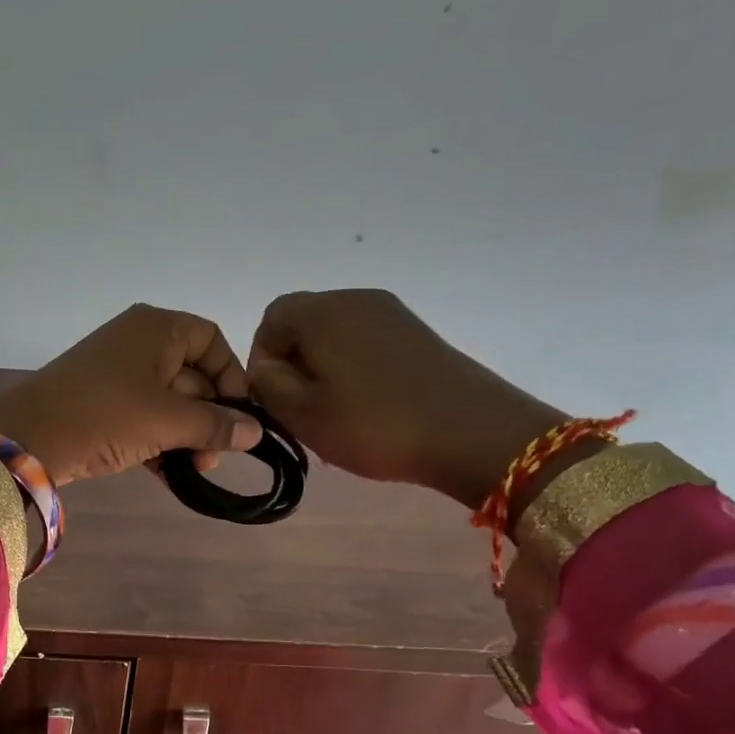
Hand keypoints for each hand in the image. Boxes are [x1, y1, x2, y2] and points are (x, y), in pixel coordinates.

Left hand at [0, 304, 261, 484]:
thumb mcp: (168, 421)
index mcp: (158, 327)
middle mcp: (139, 341)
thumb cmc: (106, 415)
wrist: (27, 438)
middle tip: (212, 459)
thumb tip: (256, 432)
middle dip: (208, 420)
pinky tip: (170, 476)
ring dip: (185, 437)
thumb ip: (215, 425)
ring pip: (168, 402)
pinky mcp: (100, 402)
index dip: (232, 381)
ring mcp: (116, 372)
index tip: (240, 420)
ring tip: (192, 472)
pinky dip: (158, 442)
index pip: (212, 343)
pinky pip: (143, 417)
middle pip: (192, 376)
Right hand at [248, 289, 567, 510]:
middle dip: (293, 365)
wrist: (473, 433)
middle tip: (300, 412)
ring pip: (336, 336)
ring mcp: (392, 314)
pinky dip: (353, 371)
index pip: (271, 318)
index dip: (261, 358)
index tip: (271, 398)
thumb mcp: (303, 414)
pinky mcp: (418, 335)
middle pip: (305, 324)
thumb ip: (268, 385)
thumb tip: (266, 367)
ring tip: (334, 415)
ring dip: (323, 371)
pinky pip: (367, 344)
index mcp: (322, 312)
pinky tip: (367, 409)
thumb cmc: (374, 425)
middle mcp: (356, 300)